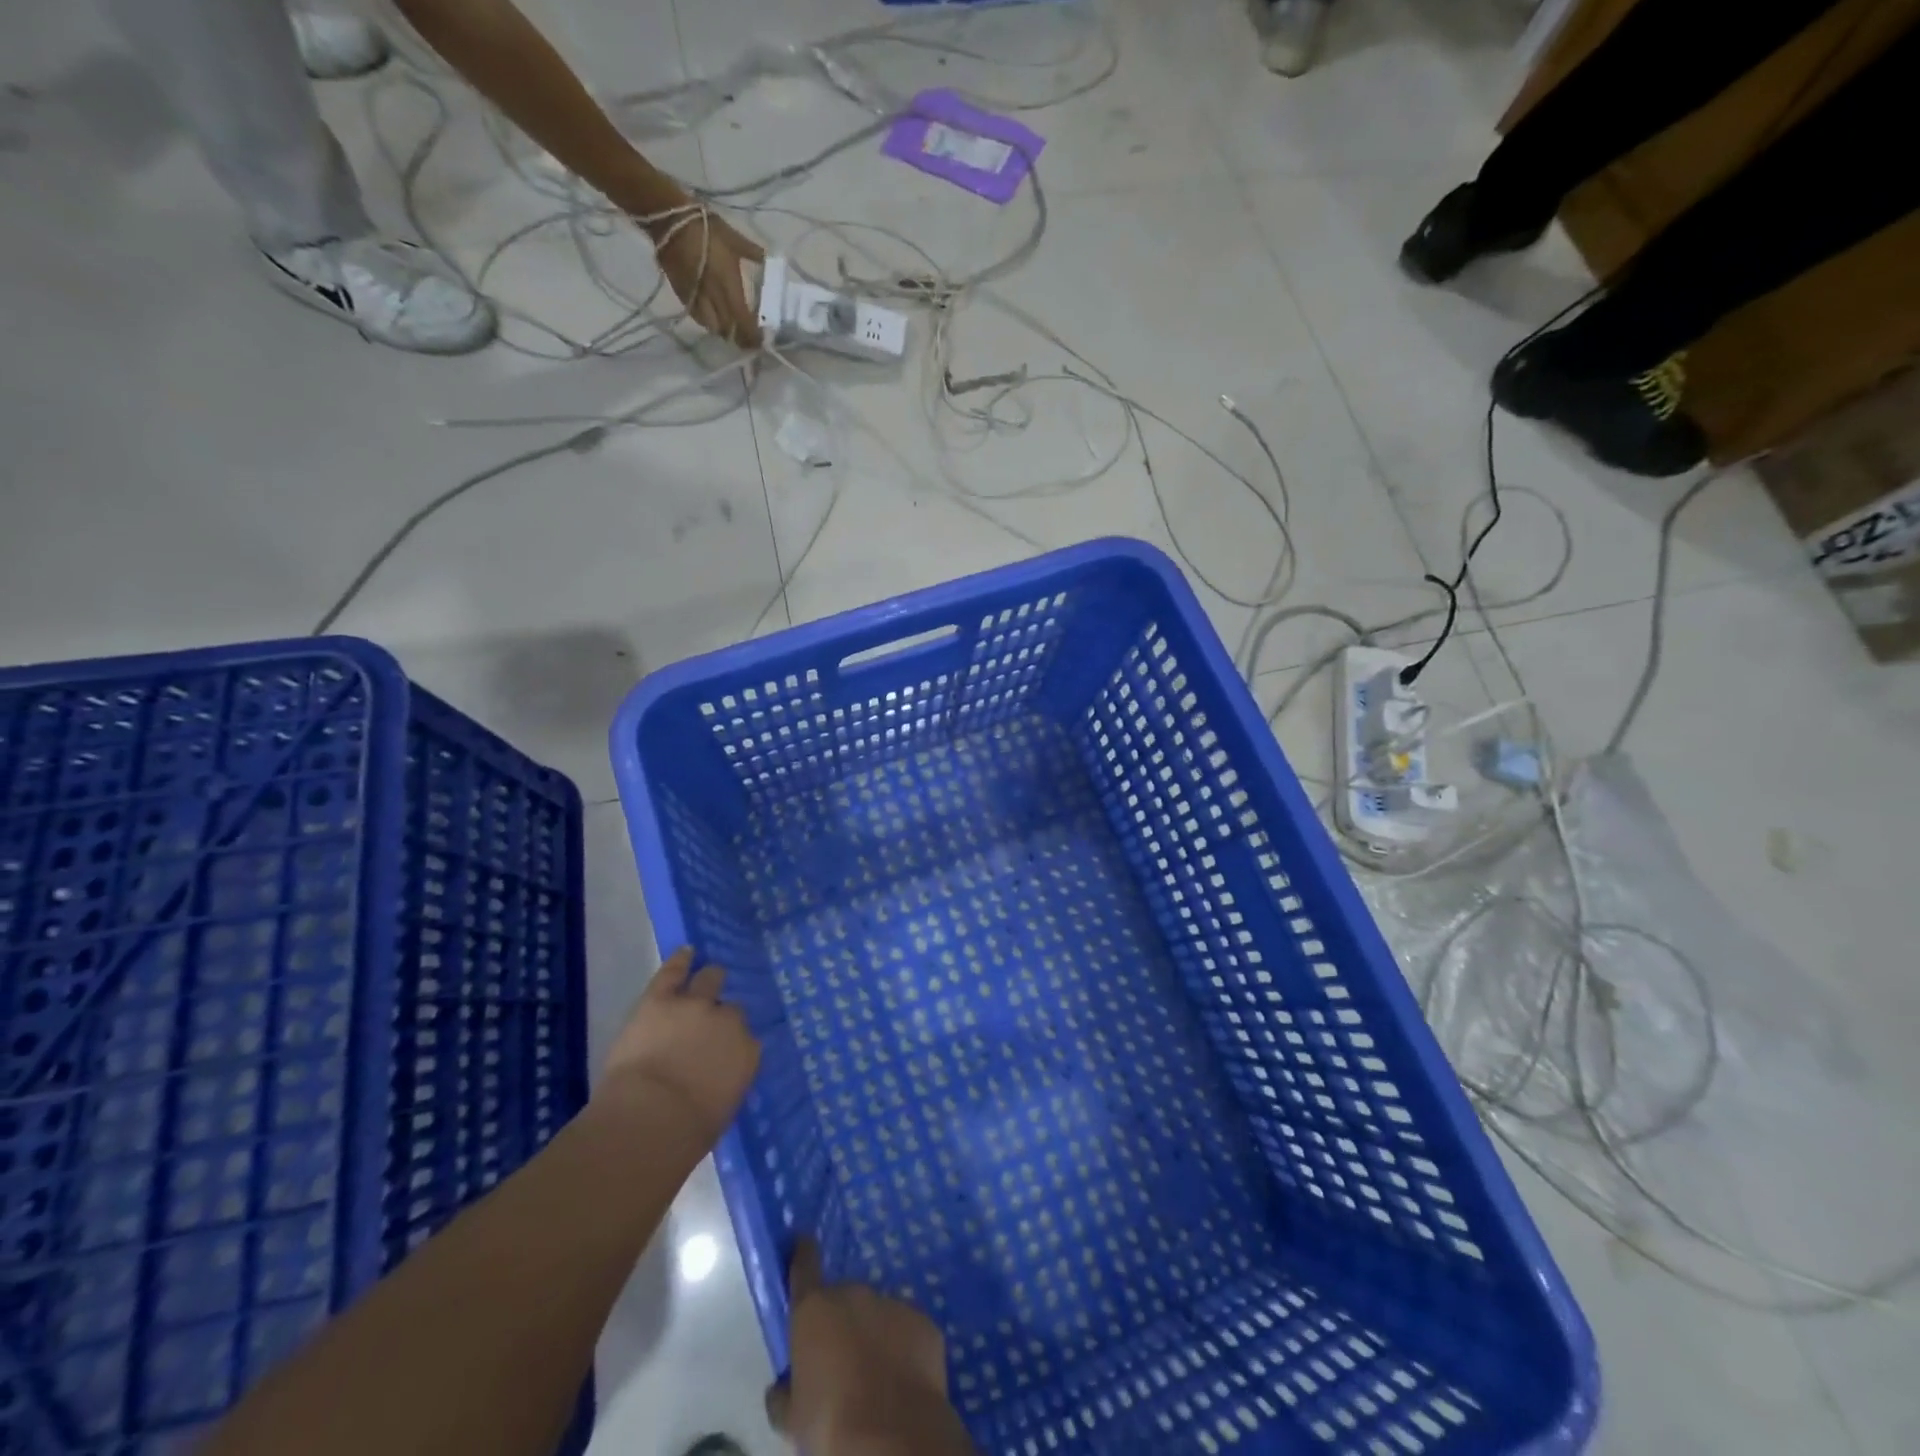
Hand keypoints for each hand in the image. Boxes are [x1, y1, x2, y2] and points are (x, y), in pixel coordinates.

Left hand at [601, 948, 759, 1145]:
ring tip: (706, 978)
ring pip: (710, 979)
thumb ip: (725, 1083)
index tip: (724, 1050)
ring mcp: (695, 1005)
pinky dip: (681, 960)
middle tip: (710, 1021)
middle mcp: (729, 1022)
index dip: (733, 1042)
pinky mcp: (661, 999)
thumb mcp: (721, 1109)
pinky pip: (674, 971)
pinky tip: (686, 951)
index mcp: (747, 1053)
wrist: (651, 1119)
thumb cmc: (687, 1132)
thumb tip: (716, 1080)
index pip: (747, 1039)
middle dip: (721, 1014)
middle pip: (732, 1008)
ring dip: (708, 981)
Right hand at [650, 207, 764, 348]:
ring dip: (723, 332)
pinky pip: (698, 318)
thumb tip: (769, 261)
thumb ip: (753, 254)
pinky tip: (713, 319)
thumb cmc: (706, 228)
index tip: (761, 341)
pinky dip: (708, 323)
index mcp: (730, 287)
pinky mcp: (683, 296)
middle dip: (739, 338)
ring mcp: (697, 299)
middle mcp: (714, 299)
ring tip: (731, 330)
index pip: (744, 322)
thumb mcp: (734, 239)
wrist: (670, 220)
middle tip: (748, 340)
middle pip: (729, 330)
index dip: (753, 336)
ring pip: (713, 327)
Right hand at [766, 1240, 976, 1455]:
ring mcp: (892, 1302)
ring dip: (873, 1337)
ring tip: (873, 1382)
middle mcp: (854, 1293)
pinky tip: (901, 1385)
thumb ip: (784, 1393)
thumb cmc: (830, 1423)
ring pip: (877, 1316)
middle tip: (839, 1365)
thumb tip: (782, 1386)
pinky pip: (906, 1332)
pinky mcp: (923, 1322)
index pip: (804, 1264)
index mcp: (814, 1309)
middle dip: (840, 1324)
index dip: (801, 1253)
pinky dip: (902, 1351)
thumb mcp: (792, 1418)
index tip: (801, 1243)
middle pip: (843, 1300)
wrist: (892, 1436)